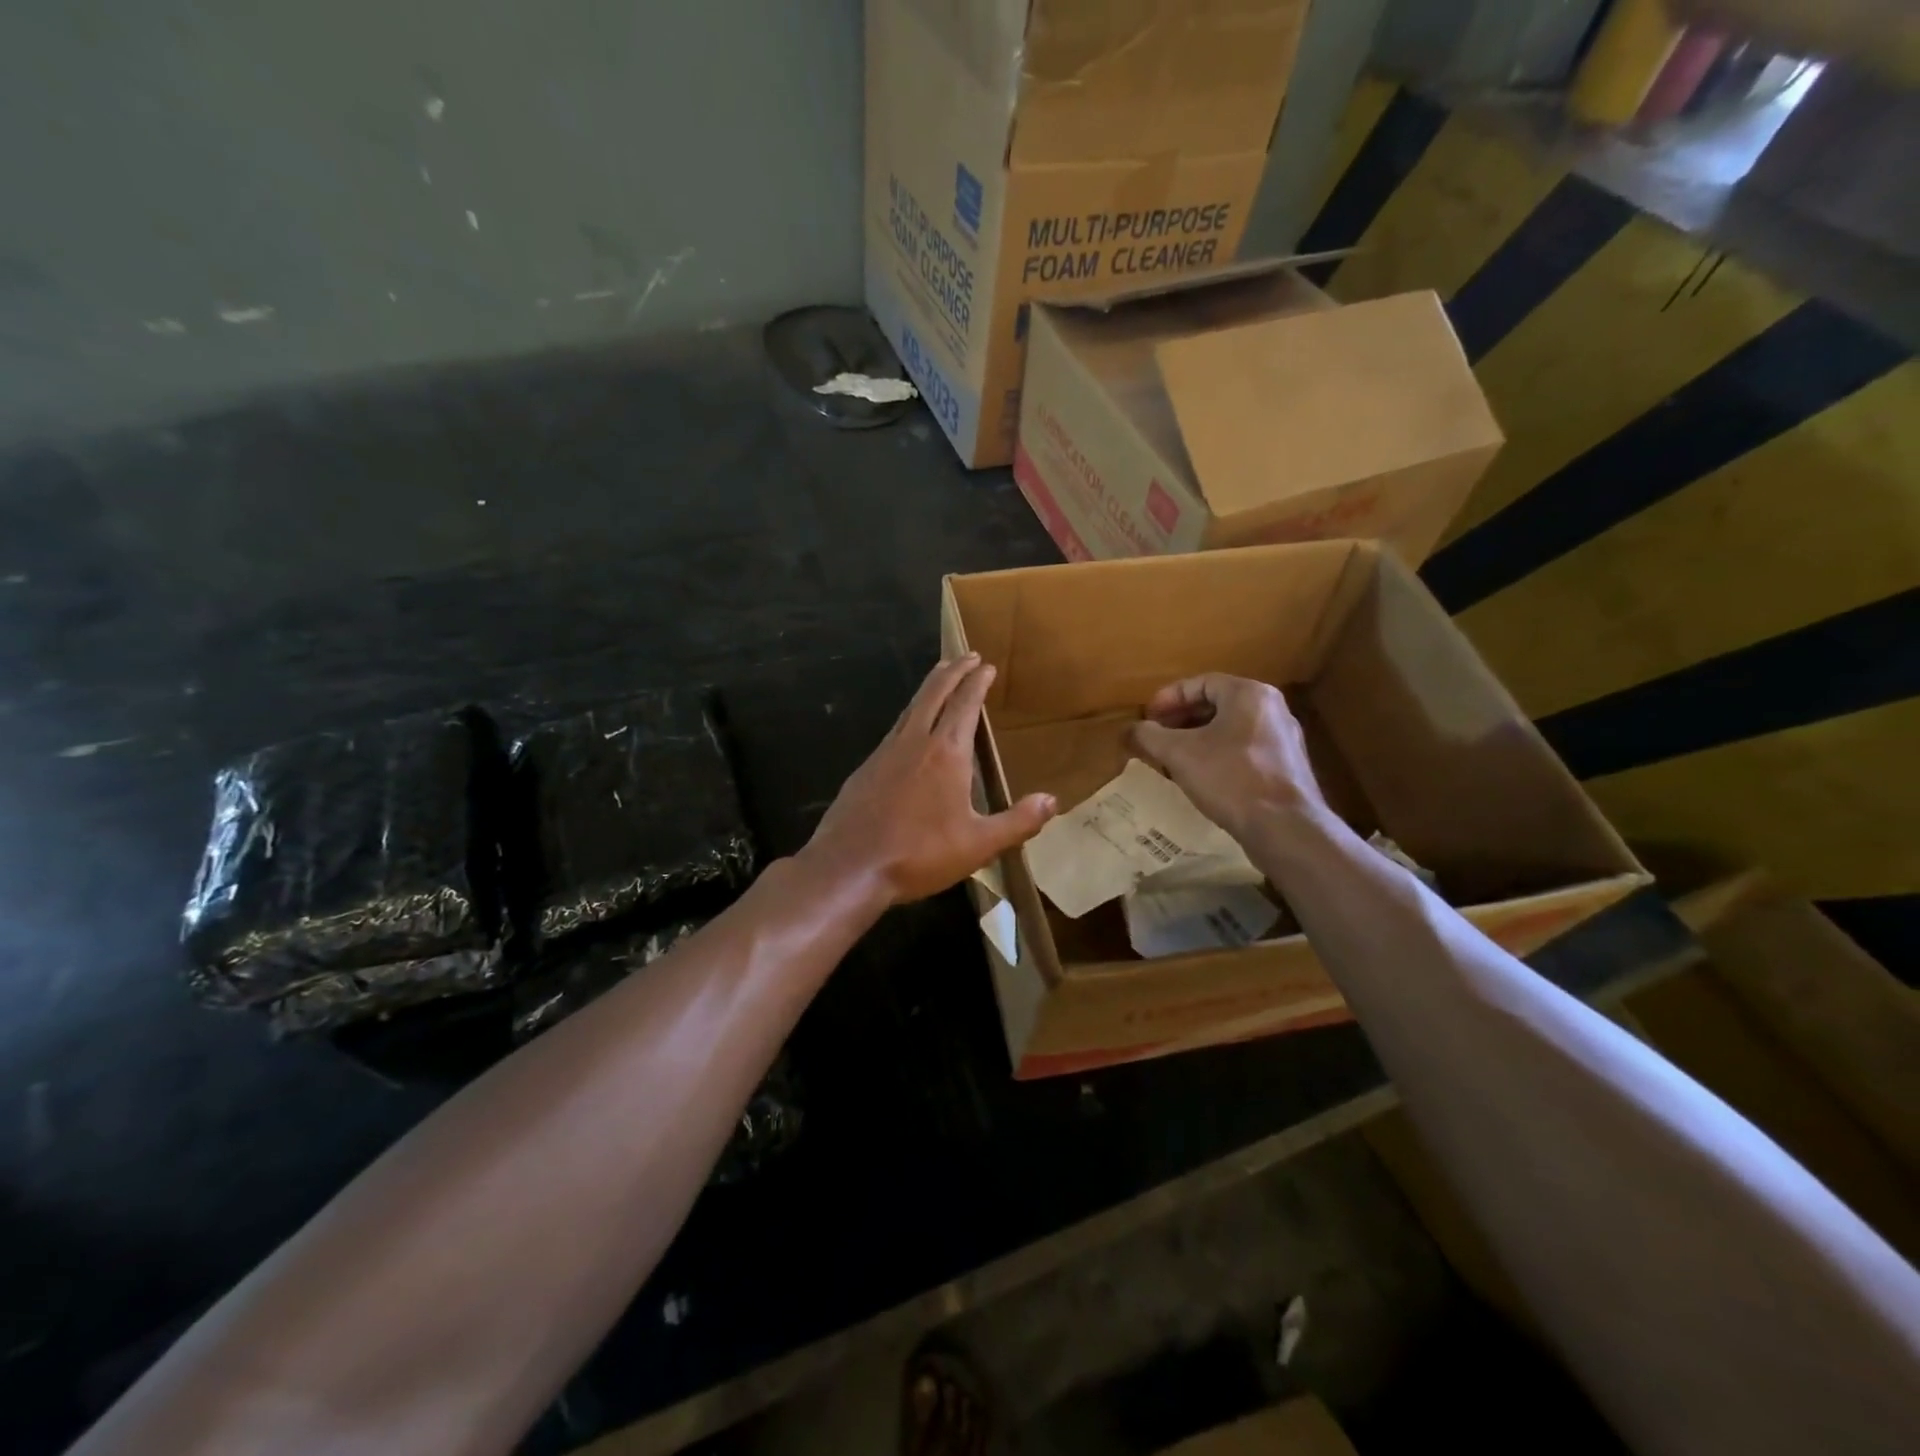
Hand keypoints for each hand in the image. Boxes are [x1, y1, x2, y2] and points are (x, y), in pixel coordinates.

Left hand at [805, 655, 1056, 904]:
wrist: (849, 867)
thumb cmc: (919, 854)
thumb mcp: (978, 845)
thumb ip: (1017, 822)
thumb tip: (1052, 800)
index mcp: (946, 753)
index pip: (964, 704)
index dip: (976, 682)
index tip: (985, 665)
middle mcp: (914, 742)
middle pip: (934, 694)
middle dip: (953, 672)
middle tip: (966, 656)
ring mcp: (885, 753)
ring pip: (910, 708)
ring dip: (929, 688)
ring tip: (940, 679)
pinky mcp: (866, 769)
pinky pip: (894, 730)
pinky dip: (909, 716)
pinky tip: (910, 729)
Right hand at [1128, 674, 1330, 845]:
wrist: (1284, 827)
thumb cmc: (1229, 777)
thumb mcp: (1178, 754)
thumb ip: (1148, 736)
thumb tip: (1128, 730)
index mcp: (1248, 694)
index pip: (1201, 683)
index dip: (1168, 698)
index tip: (1147, 716)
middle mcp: (1271, 708)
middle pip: (1217, 704)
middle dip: (1181, 718)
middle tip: (1157, 735)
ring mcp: (1283, 738)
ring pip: (1231, 728)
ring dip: (1198, 738)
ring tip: (1173, 757)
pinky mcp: (1287, 766)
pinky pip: (1245, 749)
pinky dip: (1218, 754)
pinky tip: (1202, 777)